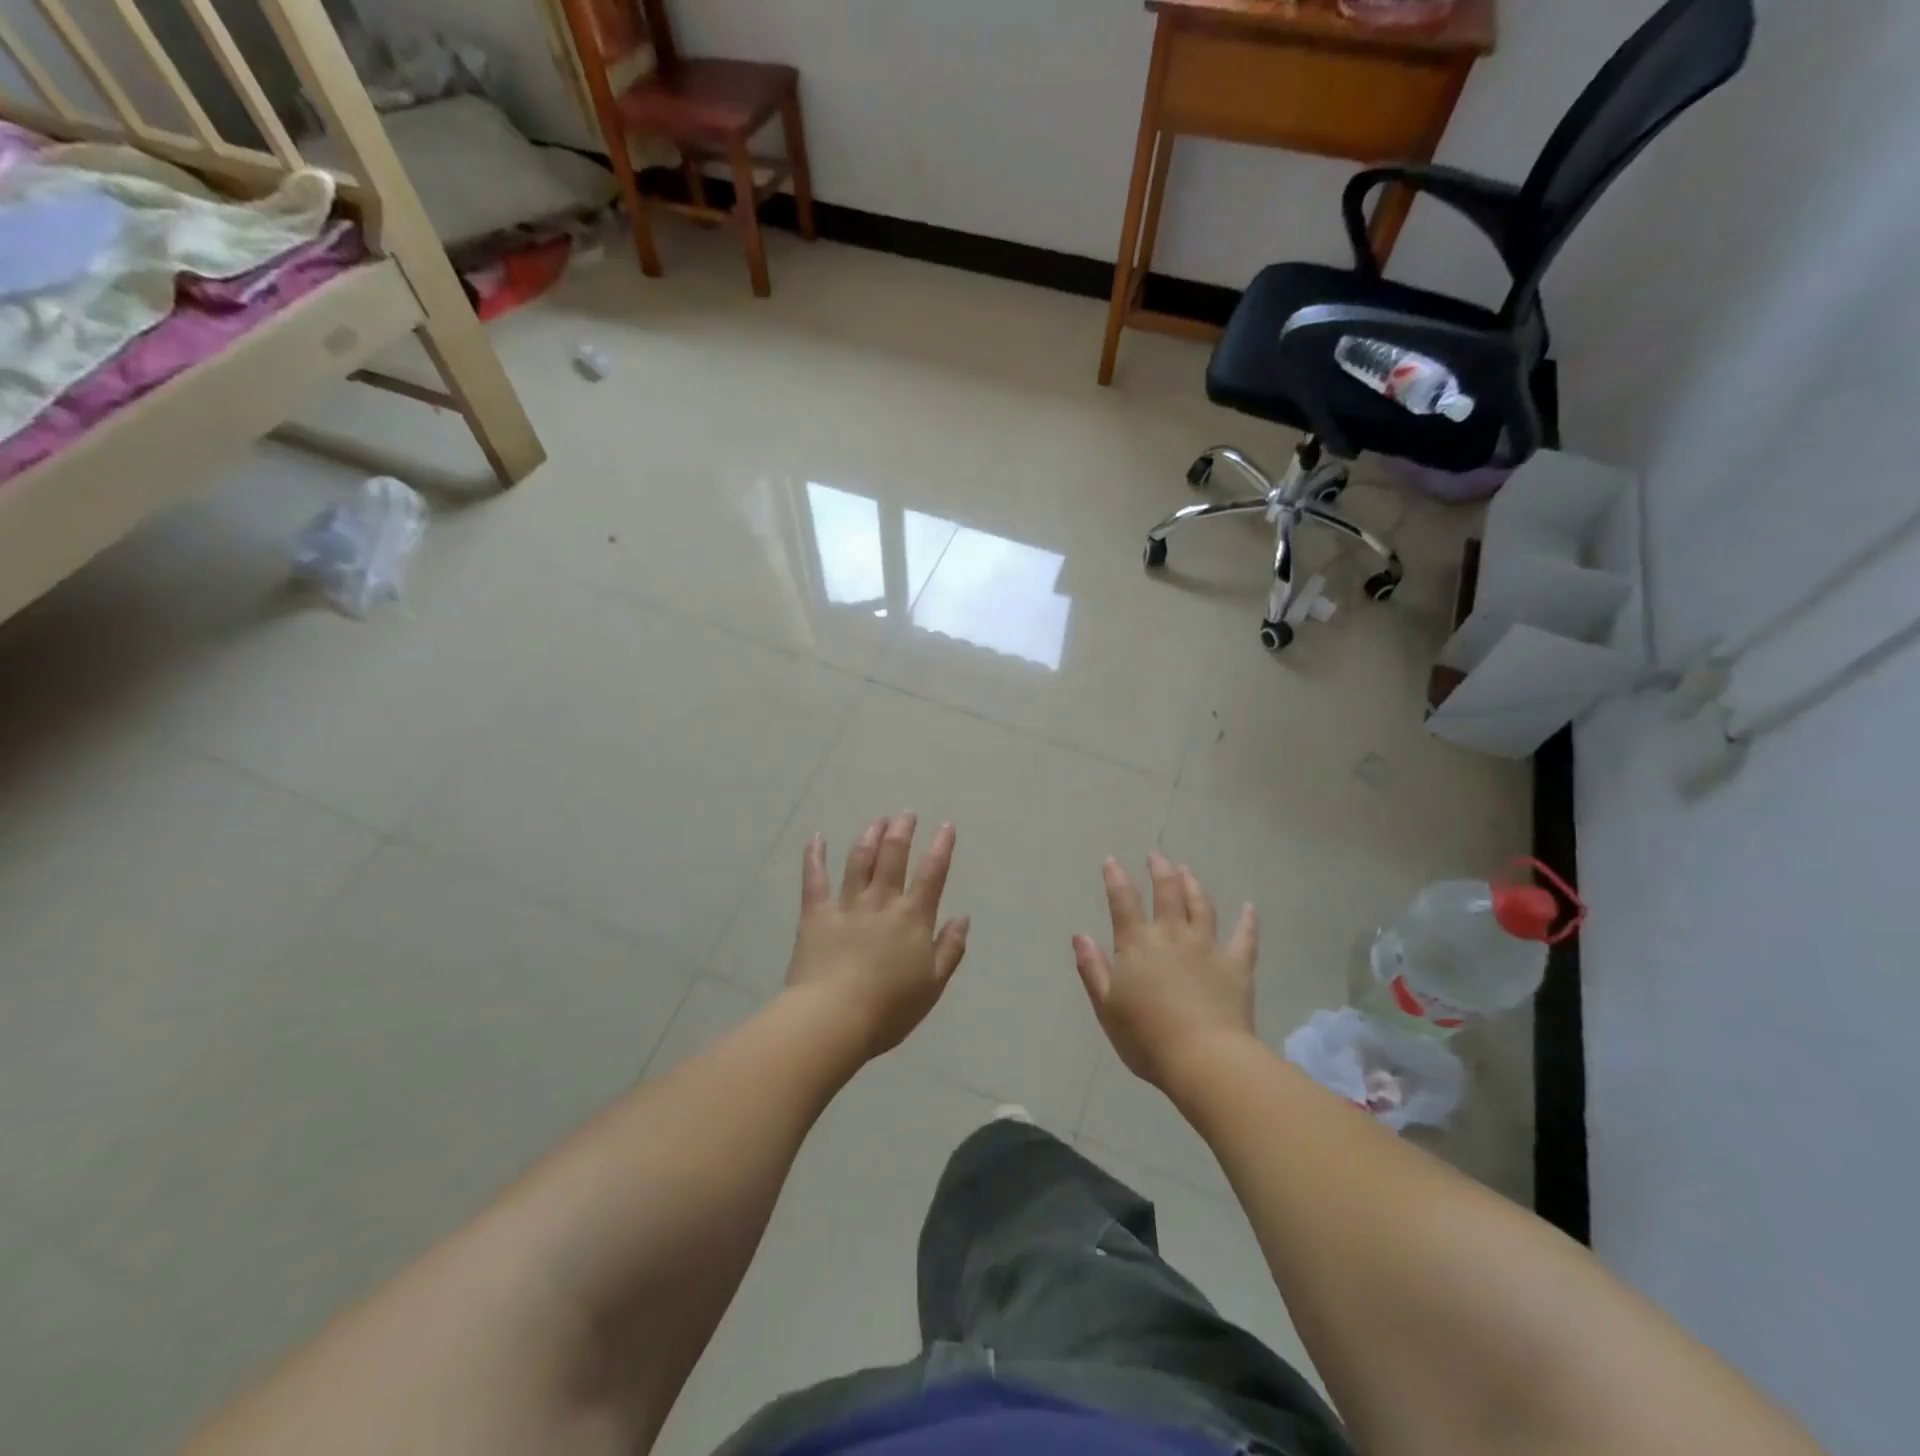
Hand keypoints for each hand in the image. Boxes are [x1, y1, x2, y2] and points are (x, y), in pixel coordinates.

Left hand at [785, 814, 969, 1057]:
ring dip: (869, 836)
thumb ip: (949, 949)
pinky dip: (815, 856)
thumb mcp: (932, 985)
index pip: (932, 874)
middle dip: (902, 832)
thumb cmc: (888, 1009)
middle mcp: (881, 902)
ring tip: (877, 820)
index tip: (946, 826)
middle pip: (893, 857)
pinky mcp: (816, 914)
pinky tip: (816, 837)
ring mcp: (846, 905)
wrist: (833, 1019)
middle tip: (906, 814)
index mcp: (912, 918)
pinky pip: (814, 879)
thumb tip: (962, 917)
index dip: (941, 847)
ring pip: (860, 861)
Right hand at [1072, 853, 1258, 1090]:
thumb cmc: (1146, 1037)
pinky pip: (1244, 938)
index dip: (1116, 879)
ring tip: (1187, 870)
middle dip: (1160, 871)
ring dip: (1193, 885)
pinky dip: (1247, 921)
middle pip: (1167, 893)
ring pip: (1201, 906)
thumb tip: (1079, 936)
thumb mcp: (1106, 1006)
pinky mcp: (1236, 966)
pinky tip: (1249, 908)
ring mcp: (1207, 947)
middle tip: (1157, 856)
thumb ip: (1092, 969)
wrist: (1204, 1058)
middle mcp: (1172, 936)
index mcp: (1137, 945)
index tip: (1112, 860)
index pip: (1123, 902)